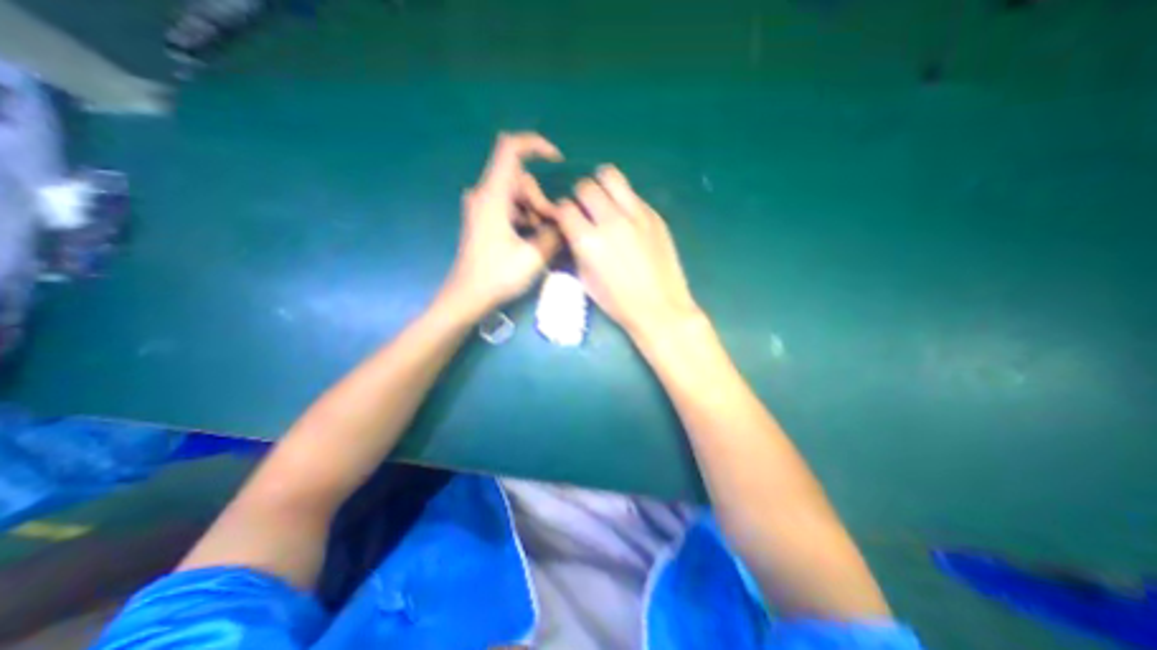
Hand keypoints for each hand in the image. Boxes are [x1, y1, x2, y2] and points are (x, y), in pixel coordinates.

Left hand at [445, 131, 565, 314]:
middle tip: (552, 227)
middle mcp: (484, 195)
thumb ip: (554, 234)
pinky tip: (531, 240)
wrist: (467, 296)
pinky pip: (510, 208)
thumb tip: (566, 223)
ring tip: (543, 239)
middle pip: (520, 179)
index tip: (558, 161)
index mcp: (493, 196)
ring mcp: (482, 207)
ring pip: (517, 195)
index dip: (536, 145)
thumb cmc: (497, 276)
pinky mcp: (484, 220)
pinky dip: (525, 218)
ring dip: (535, 212)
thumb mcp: (533, 256)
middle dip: (541, 199)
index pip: (511, 149)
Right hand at [547, 164, 700, 339]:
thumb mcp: (585, 280)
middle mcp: (611, 221)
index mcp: (589, 241)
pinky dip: (623, 200)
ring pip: (611, 176)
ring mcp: (636, 214)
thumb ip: (576, 249)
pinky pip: (632, 194)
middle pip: (586, 186)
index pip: (564, 208)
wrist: (660, 307)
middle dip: (579, 196)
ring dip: (601, 186)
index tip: (565, 220)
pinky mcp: (654, 215)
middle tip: (585, 210)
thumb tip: (571, 230)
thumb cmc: (618, 302)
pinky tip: (627, 218)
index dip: (561, 213)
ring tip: (604, 202)